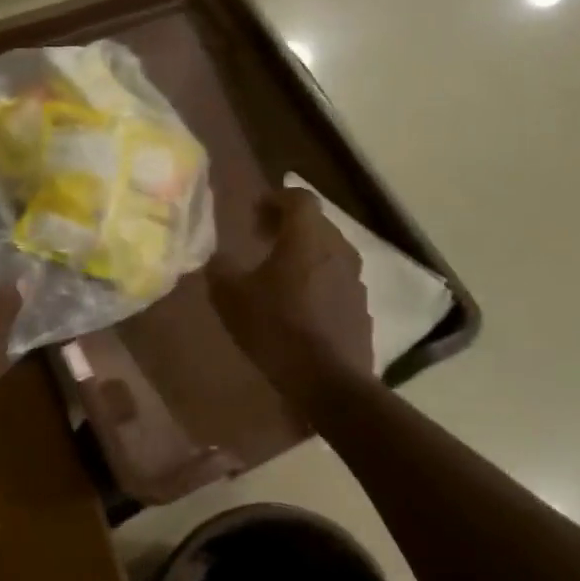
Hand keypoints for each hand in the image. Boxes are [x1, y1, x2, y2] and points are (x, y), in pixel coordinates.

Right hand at [210, 187, 373, 413]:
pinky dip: (318, 281)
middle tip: (261, 241)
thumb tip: (218, 259)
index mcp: (306, 238)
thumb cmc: (276, 329)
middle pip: (316, 223)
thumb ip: (220, 270)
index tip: (253, 215)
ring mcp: (355, 279)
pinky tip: (300, 306)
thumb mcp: (231, 298)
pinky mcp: (361, 307)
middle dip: (288, 226)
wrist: (329, 382)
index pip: (298, 198)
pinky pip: (337, 280)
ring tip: (280, 275)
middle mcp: (337, 250)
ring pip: (329, 252)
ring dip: (305, 254)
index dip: (275, 199)